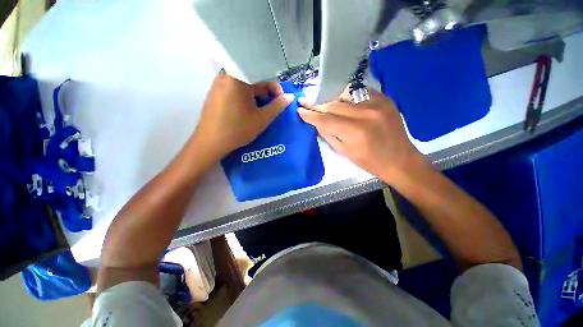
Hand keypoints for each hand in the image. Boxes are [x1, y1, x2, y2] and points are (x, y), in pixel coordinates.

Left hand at [192, 73, 293, 162]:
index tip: (281, 101)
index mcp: (238, 78)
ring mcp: (218, 83)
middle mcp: (226, 75)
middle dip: (266, 92)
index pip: (264, 75)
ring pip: (244, 84)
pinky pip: (235, 89)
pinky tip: (248, 110)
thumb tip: (290, 97)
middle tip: (272, 107)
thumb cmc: (238, 129)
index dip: (276, 88)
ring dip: (256, 95)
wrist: (211, 142)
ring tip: (261, 110)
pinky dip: (245, 97)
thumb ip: (278, 106)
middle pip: (253, 78)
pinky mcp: (215, 92)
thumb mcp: (262, 119)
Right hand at [298, 88, 425, 182]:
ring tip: (326, 104)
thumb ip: (328, 135)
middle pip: (334, 105)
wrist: (400, 159)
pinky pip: (360, 91)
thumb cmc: (369, 161)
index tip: (300, 110)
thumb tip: (316, 122)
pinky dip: (348, 96)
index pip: (325, 119)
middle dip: (318, 105)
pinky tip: (344, 102)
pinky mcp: (385, 99)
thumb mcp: (344, 152)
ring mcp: (377, 103)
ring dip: (333, 99)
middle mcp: (365, 114)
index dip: (310, 115)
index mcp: (354, 132)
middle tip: (306, 102)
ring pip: (346, 93)